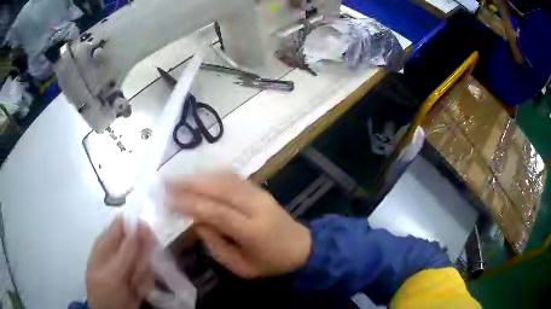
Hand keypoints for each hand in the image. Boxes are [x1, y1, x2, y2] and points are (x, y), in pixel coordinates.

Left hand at [86, 217, 154, 308]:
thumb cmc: (105, 291)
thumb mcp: (113, 273)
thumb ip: (126, 252)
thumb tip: (138, 226)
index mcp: (106, 243)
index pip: (122, 224)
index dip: (135, 227)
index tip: (147, 234)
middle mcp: (119, 250)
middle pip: (138, 242)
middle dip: (141, 257)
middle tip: (137, 270)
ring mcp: (130, 264)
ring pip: (146, 259)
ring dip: (143, 272)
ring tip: (134, 284)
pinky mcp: (139, 276)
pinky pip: (150, 274)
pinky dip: (146, 283)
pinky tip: (137, 290)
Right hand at [168, 173, 311, 278]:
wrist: (302, 247)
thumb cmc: (270, 263)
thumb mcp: (241, 267)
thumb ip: (216, 245)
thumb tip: (196, 221)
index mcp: (253, 231)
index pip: (217, 212)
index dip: (191, 203)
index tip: (169, 200)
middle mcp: (257, 206)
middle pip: (220, 188)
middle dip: (191, 183)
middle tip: (167, 182)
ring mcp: (260, 194)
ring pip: (226, 179)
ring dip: (200, 176)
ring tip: (177, 178)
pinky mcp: (261, 189)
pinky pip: (233, 178)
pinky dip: (213, 175)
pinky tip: (198, 176)